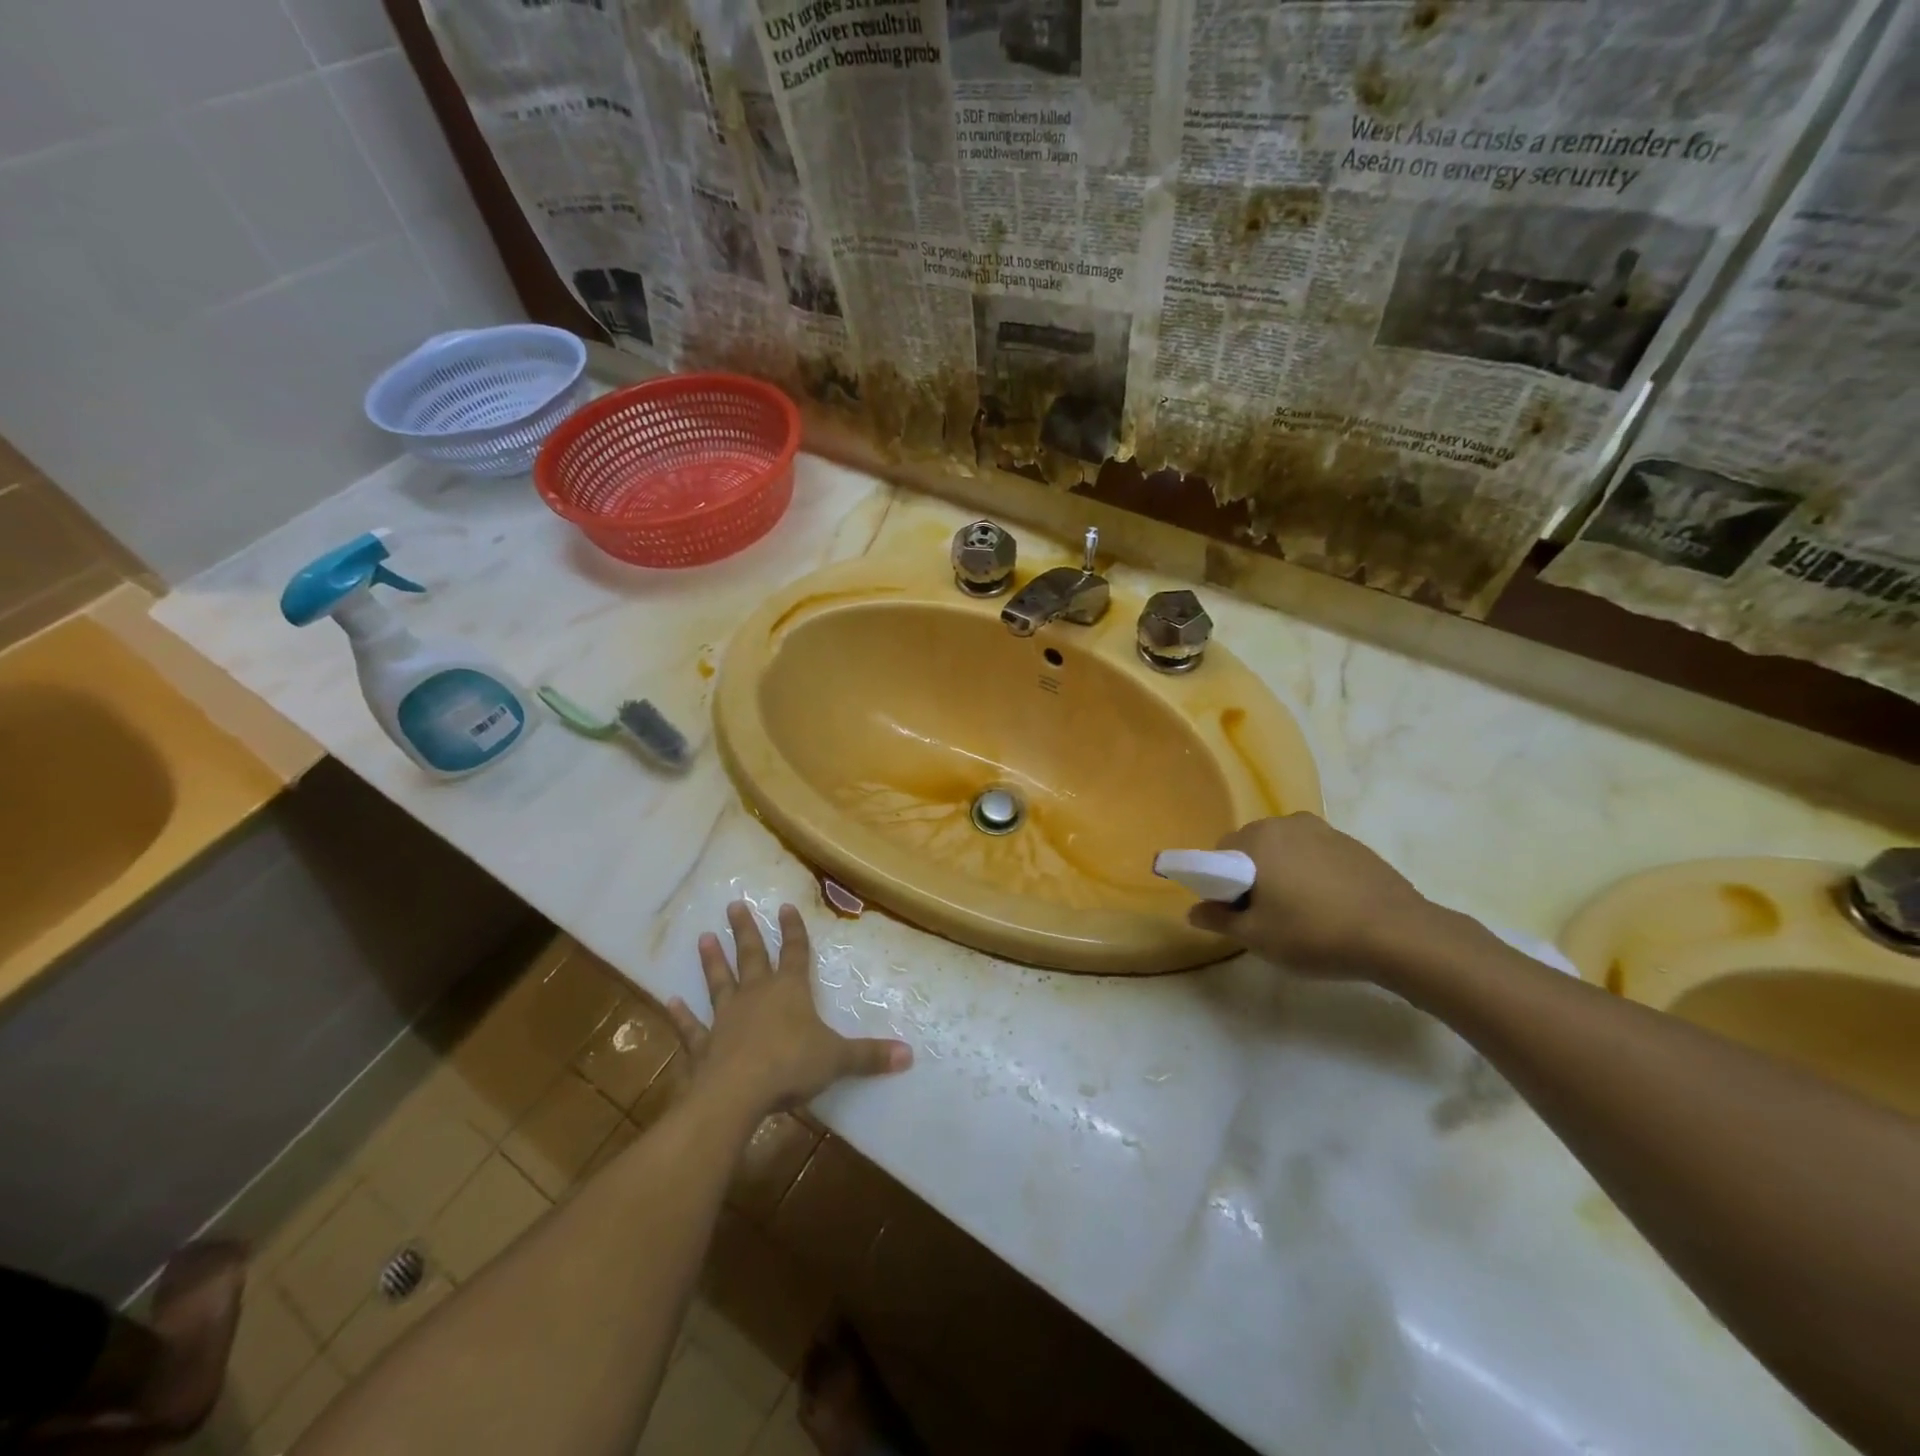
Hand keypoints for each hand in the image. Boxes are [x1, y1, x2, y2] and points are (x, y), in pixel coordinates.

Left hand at [665, 901, 911, 1118]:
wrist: (737, 1092)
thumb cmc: (791, 1065)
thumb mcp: (838, 1059)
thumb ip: (870, 1056)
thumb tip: (910, 1054)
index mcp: (789, 991)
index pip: (795, 953)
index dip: (793, 930)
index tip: (784, 905)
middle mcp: (756, 995)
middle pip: (752, 956)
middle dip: (746, 931)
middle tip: (734, 905)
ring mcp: (726, 1017)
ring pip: (719, 981)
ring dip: (712, 960)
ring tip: (703, 937)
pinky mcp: (704, 1044)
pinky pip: (692, 1026)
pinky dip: (681, 1015)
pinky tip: (668, 1001)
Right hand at [1186, 814, 1442, 978]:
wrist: (1398, 935)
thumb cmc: (1314, 934)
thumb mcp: (1257, 937)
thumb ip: (1219, 920)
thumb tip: (1194, 912)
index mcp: (1257, 840)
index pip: (1219, 854)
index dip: (1220, 883)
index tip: (1235, 912)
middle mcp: (1286, 824)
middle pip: (1253, 847)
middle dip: (1251, 874)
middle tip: (1264, 914)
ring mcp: (1323, 831)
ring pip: (1285, 849)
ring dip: (1282, 872)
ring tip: (1299, 911)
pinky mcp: (1353, 844)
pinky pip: (1315, 854)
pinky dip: (1311, 873)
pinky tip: (1328, 905)